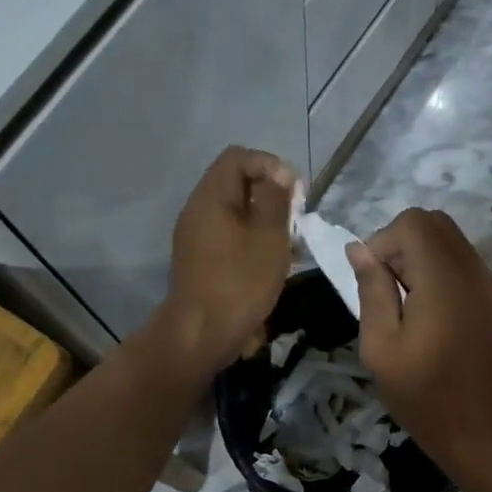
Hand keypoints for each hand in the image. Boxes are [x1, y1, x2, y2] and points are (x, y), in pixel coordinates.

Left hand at [159, 147, 296, 373]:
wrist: (201, 334)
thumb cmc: (240, 283)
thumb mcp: (269, 238)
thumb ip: (276, 200)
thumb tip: (280, 174)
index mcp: (211, 197)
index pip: (238, 157)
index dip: (270, 165)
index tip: (295, 192)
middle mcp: (197, 210)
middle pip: (234, 183)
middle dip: (270, 193)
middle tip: (295, 217)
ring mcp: (195, 236)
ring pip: (233, 211)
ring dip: (263, 218)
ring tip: (289, 241)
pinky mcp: (200, 259)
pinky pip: (228, 234)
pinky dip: (251, 238)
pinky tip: (272, 260)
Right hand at [347, 208, 491, 476]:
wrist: (478, 432)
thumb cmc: (421, 395)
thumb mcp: (380, 346)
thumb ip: (371, 290)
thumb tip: (358, 249)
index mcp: (443, 281)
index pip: (413, 223)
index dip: (383, 242)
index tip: (373, 282)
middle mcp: (473, 271)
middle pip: (434, 222)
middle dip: (401, 244)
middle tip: (388, 289)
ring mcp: (489, 284)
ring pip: (450, 239)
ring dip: (420, 256)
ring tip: (407, 303)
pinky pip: (463, 262)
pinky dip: (439, 270)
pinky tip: (429, 313)